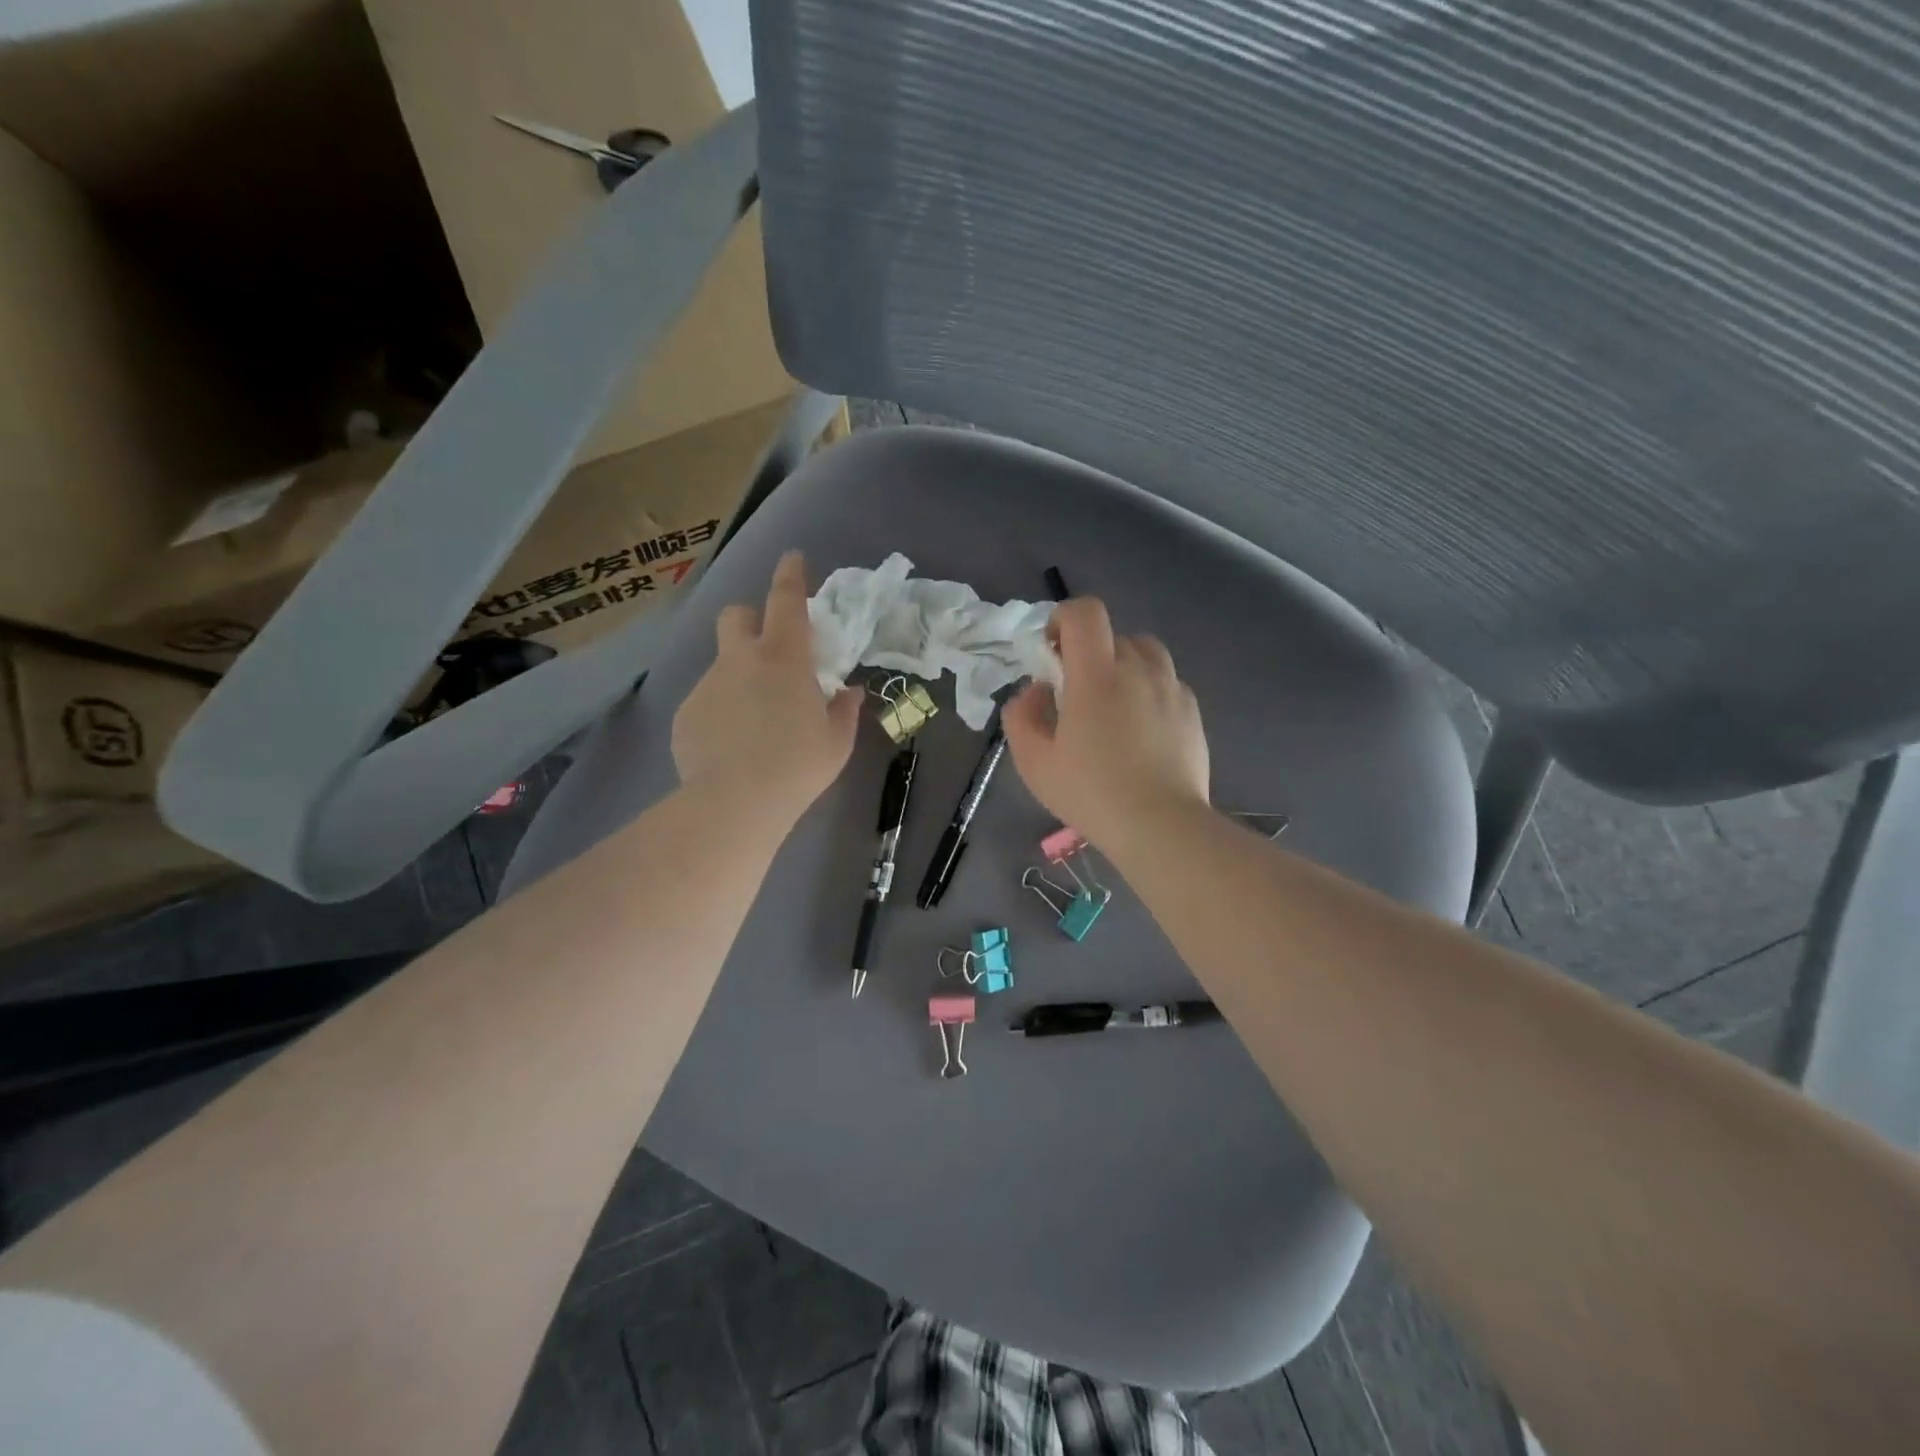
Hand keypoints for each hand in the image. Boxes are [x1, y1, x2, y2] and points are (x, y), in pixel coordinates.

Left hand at [672, 551, 861, 823]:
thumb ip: (844, 710)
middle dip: (750, 620)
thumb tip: (848, 693)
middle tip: (769, 651)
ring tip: (754, 722)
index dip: (791, 575)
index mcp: (784, 659)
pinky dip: (722, 712)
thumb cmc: (798, 766)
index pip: (786, 601)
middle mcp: (741, 660)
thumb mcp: (836, 742)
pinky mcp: (686, 713)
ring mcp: (708, 685)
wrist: (735, 802)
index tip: (792, 558)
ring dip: (739, 677)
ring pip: (723, 664)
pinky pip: (707, 701)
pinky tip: (731, 746)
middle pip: (736, 616)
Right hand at [1003, 597, 1209, 848]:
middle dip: (1089, 653)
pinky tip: (1141, 732)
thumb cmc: (1091, 793)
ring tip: (1112, 707)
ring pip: (1145, 654)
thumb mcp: (1033, 761)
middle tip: (1076, 694)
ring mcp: (1172, 688)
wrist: (1160, 826)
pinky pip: (1166, 683)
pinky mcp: (1192, 711)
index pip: (1085, 612)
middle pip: (1113, 635)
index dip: (1063, 618)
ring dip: (1123, 667)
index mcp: (1097, 674)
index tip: (1052, 651)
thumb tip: (1036, 690)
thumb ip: (1022, 715)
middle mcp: (1139, 669)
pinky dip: (1149, 692)